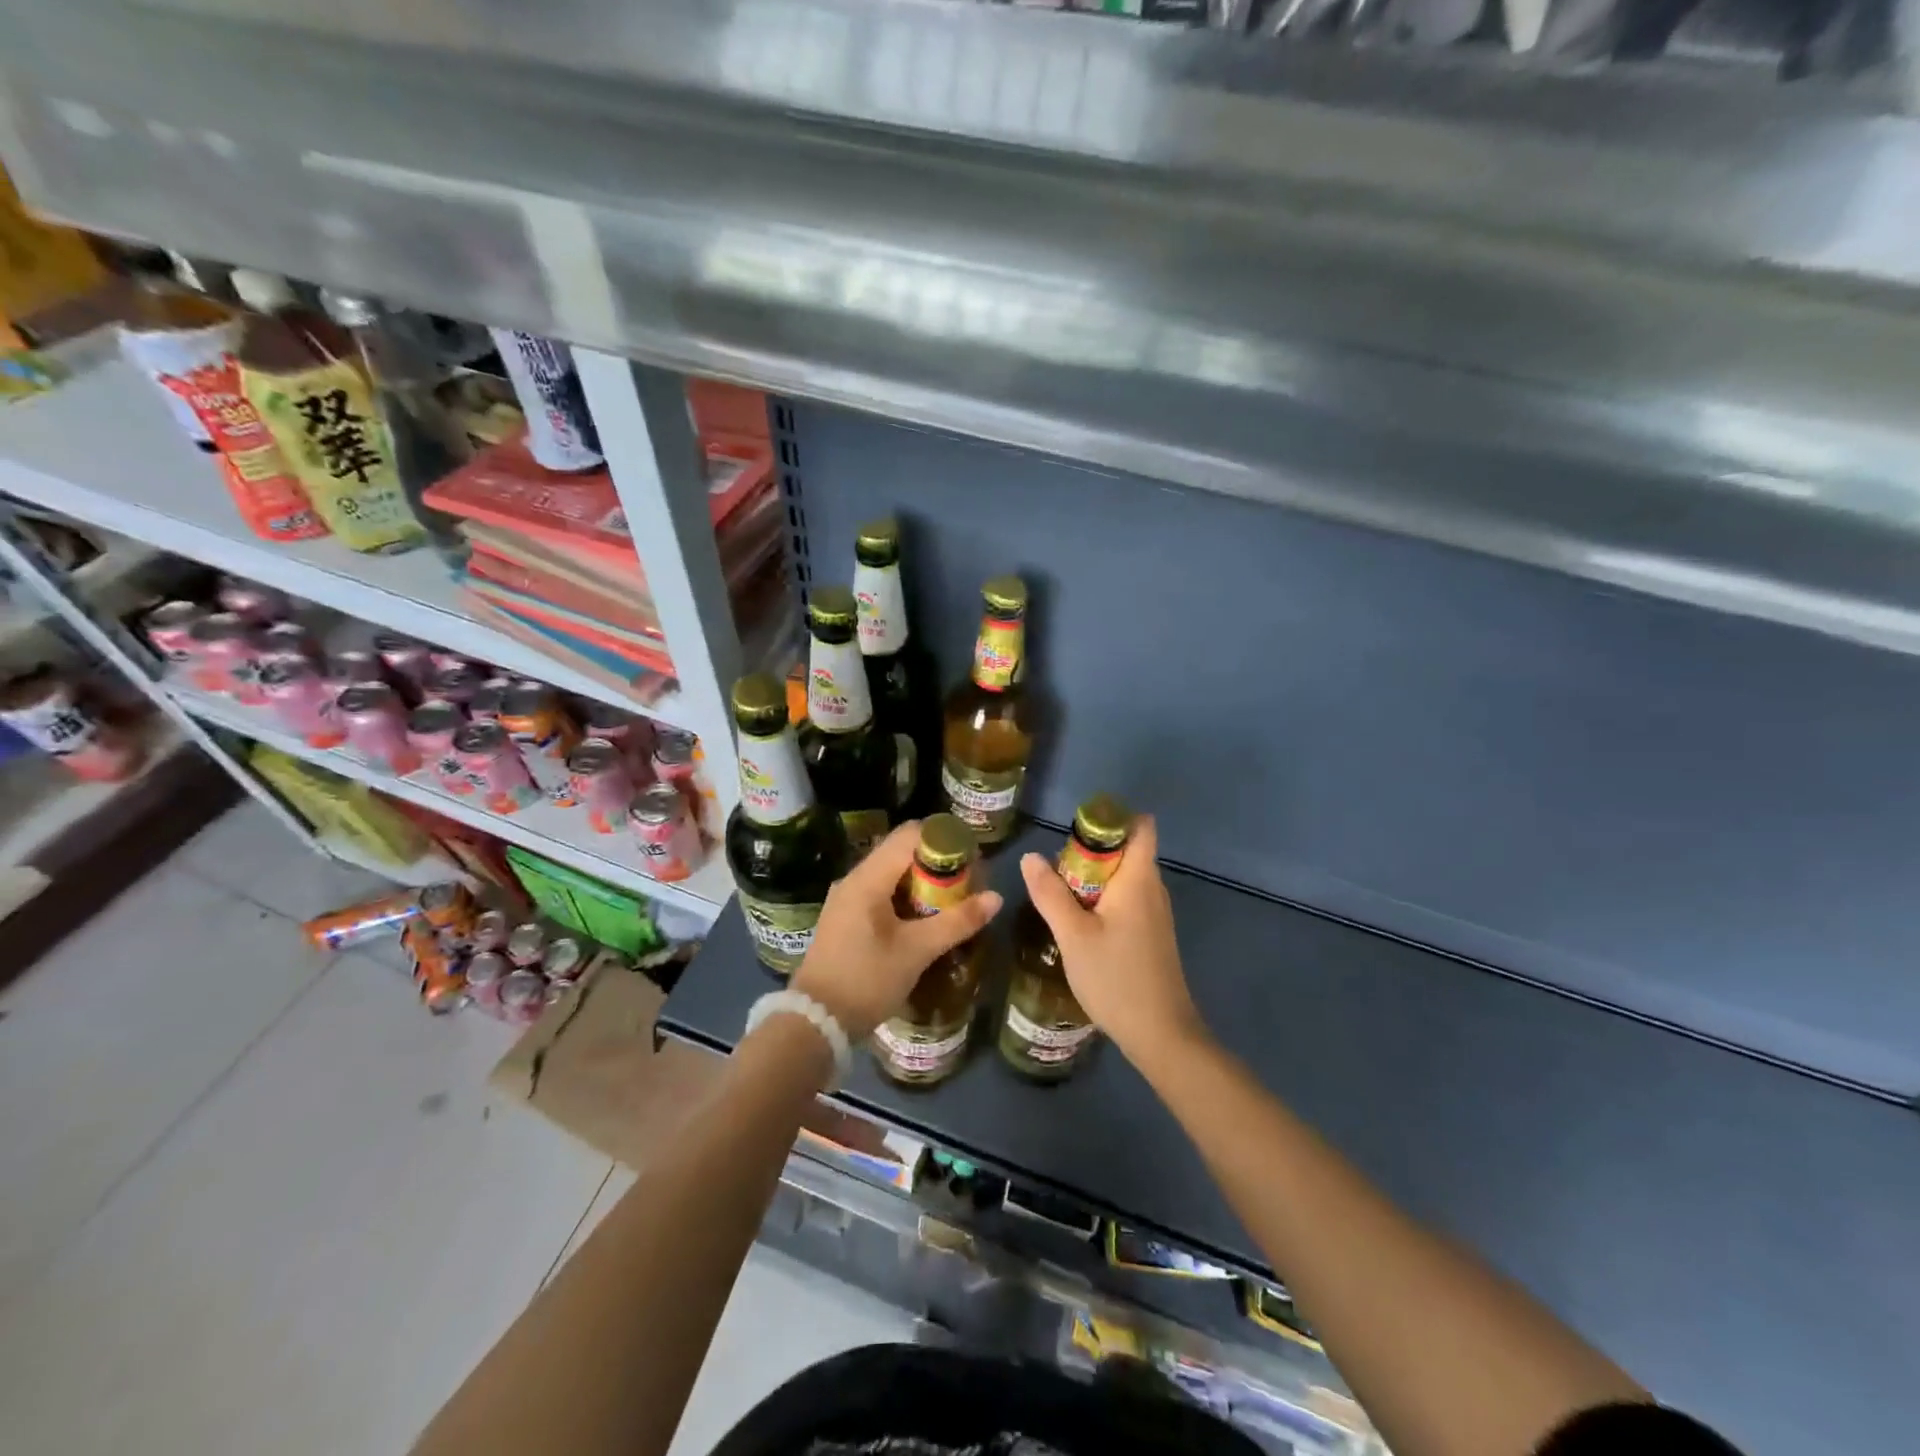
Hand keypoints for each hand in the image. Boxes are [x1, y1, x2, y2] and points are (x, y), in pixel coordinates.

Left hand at [792, 820, 1002, 1040]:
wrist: (815, 1023)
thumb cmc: (867, 980)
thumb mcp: (917, 952)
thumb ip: (957, 922)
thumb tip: (996, 898)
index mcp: (868, 878)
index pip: (910, 835)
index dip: (944, 840)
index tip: (971, 860)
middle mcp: (854, 879)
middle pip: (902, 851)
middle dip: (937, 863)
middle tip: (967, 884)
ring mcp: (847, 898)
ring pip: (892, 873)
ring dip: (923, 882)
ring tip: (952, 903)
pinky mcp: (846, 918)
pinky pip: (881, 892)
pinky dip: (906, 897)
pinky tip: (925, 920)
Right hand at [1019, 815, 1206, 1066]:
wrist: (1161, 1035)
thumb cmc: (1116, 978)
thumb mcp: (1072, 935)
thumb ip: (1050, 894)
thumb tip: (1030, 857)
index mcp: (1139, 879)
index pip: (1141, 826)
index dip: (1112, 818)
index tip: (1076, 830)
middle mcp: (1153, 889)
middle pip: (1126, 850)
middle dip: (1090, 851)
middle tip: (1054, 871)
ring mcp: (1155, 914)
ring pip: (1123, 878)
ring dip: (1092, 879)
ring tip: (1059, 896)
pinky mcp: (1151, 935)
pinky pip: (1126, 901)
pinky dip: (1102, 901)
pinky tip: (1078, 925)